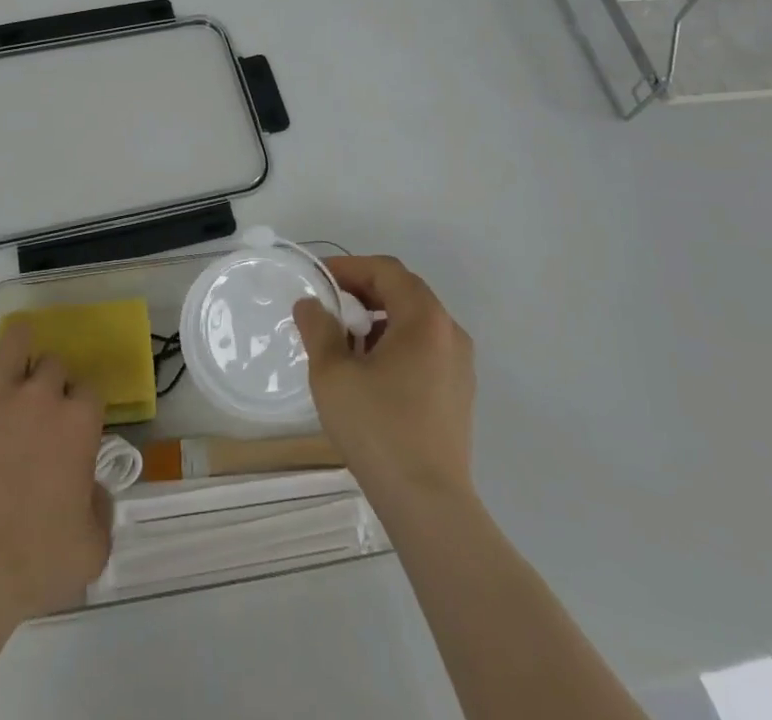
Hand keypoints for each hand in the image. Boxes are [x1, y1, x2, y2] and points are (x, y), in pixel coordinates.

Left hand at [0, 324, 111, 626]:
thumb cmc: (29, 569)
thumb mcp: (91, 551)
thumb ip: (101, 509)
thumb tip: (93, 489)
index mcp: (78, 423)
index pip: (89, 390)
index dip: (80, 408)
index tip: (69, 431)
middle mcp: (42, 395)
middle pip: (53, 364)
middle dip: (49, 385)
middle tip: (35, 417)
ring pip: (16, 338)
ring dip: (19, 349)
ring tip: (11, 371)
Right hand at [293, 256, 475, 504]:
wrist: (428, 504)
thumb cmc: (378, 428)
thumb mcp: (332, 373)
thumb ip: (318, 328)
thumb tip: (311, 305)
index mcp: (424, 318)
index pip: (386, 270)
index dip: (349, 268)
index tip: (319, 281)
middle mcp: (450, 333)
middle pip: (404, 292)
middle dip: (363, 292)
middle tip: (329, 307)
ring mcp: (460, 366)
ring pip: (415, 323)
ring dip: (379, 320)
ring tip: (345, 343)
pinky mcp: (459, 394)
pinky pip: (425, 350)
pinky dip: (396, 345)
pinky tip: (370, 374)